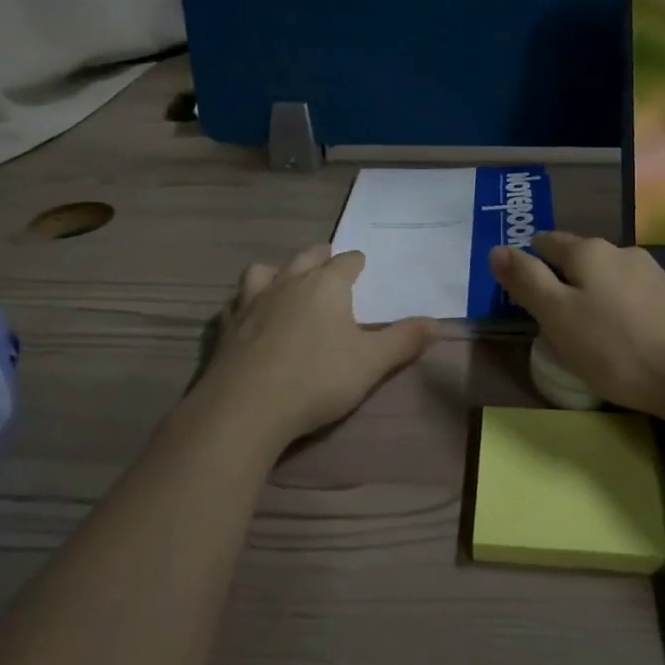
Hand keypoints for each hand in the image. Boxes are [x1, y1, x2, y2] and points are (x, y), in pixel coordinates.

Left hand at [200, 244, 440, 448]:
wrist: (246, 407)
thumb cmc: (317, 379)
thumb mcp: (372, 363)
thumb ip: (404, 340)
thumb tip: (438, 322)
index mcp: (326, 284)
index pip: (346, 261)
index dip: (357, 263)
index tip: (362, 267)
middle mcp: (289, 281)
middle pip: (307, 256)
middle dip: (321, 257)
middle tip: (329, 263)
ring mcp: (253, 300)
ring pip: (265, 270)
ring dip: (279, 271)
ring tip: (286, 282)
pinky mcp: (227, 325)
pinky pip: (237, 301)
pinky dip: (247, 302)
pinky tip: (250, 317)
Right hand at [489, 232, 664, 419]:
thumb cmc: (616, 346)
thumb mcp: (558, 316)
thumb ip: (526, 280)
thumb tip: (496, 249)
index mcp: (587, 251)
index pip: (545, 242)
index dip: (528, 262)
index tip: (520, 291)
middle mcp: (619, 251)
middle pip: (577, 257)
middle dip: (559, 277)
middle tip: (546, 314)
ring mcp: (651, 273)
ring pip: (605, 276)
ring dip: (589, 294)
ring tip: (581, 329)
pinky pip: (629, 295)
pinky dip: (615, 308)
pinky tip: (618, 336)